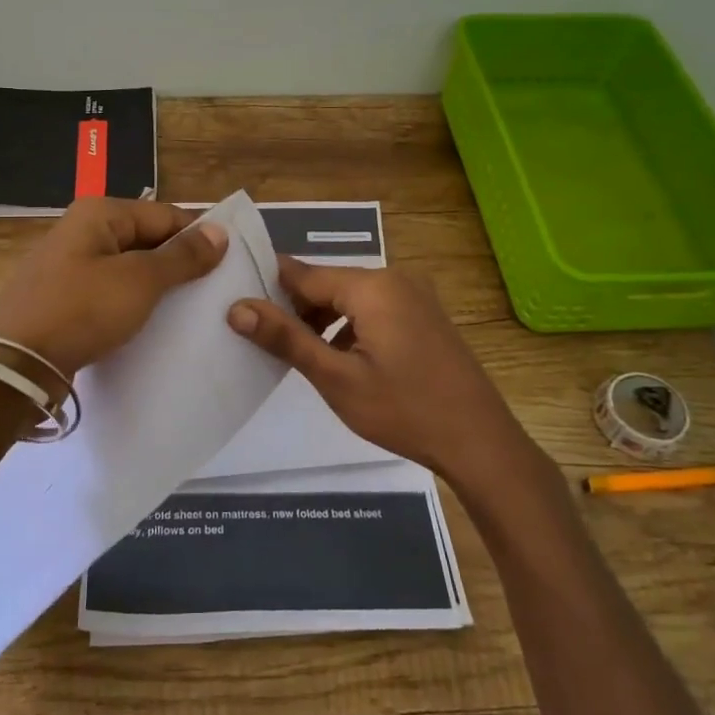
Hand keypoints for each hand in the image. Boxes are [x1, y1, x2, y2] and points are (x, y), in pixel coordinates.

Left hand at [0, 198, 227, 379]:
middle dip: (180, 264)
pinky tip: (155, 326)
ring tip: (194, 312)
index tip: (231, 264)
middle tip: (217, 292)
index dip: (199, 237)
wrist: (14, 365)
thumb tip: (220, 231)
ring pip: (130, 270)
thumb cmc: (80, 311)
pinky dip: (134, 306)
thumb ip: (182, 256)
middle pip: (147, 240)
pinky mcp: (66, 300)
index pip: (165, 215)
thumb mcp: (139, 281)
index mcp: (100, 213)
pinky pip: (111, 294)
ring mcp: (71, 267)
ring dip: (159, 288)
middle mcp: (84, 232)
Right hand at [227, 258, 537, 484]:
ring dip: (322, 320)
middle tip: (263, 338)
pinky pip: (374, 308)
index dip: (267, 286)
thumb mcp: (336, 377)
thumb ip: (286, 338)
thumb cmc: (403, 409)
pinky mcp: (424, 315)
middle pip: (327, 283)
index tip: (235, 301)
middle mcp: (394, 279)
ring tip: (297, 353)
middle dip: (295, 307)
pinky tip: (339, 359)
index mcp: (371, 286)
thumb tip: (237, 307)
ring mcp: (414, 296)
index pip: (303, 274)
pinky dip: (350, 326)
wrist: (479, 441)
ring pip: (350, 297)